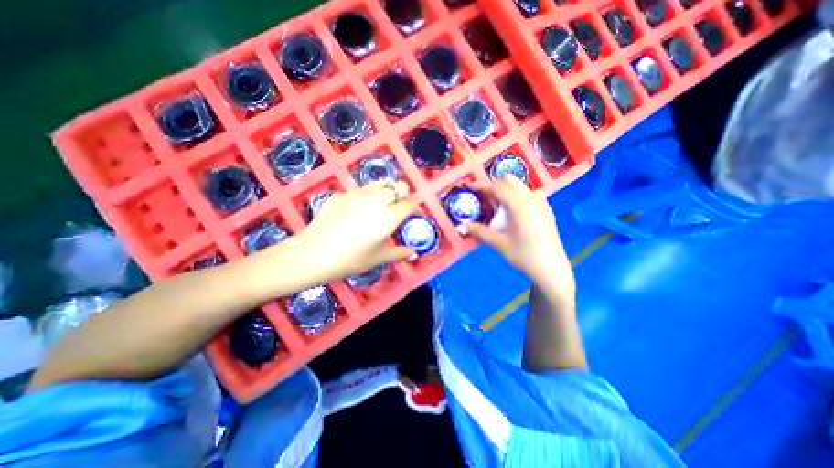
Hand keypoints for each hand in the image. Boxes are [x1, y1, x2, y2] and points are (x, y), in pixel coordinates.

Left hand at [296, 181, 420, 284]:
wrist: (313, 254)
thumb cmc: (350, 260)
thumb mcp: (377, 258)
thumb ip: (398, 253)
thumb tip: (413, 254)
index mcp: (388, 216)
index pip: (410, 204)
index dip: (416, 208)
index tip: (415, 215)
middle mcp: (376, 200)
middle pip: (398, 186)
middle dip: (403, 194)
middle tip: (399, 208)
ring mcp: (357, 194)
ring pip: (380, 183)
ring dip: (386, 191)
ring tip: (381, 204)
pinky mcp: (342, 194)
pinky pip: (360, 190)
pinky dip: (366, 196)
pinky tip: (356, 210)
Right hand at [463, 176, 573, 295]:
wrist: (551, 269)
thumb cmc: (524, 256)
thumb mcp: (499, 243)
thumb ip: (479, 231)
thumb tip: (461, 226)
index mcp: (520, 205)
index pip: (497, 187)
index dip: (481, 185)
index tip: (469, 187)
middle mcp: (532, 198)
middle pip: (509, 180)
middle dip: (493, 185)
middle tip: (482, 198)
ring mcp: (541, 202)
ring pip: (519, 186)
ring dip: (505, 190)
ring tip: (496, 206)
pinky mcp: (545, 208)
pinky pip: (527, 194)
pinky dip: (515, 196)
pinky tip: (511, 212)